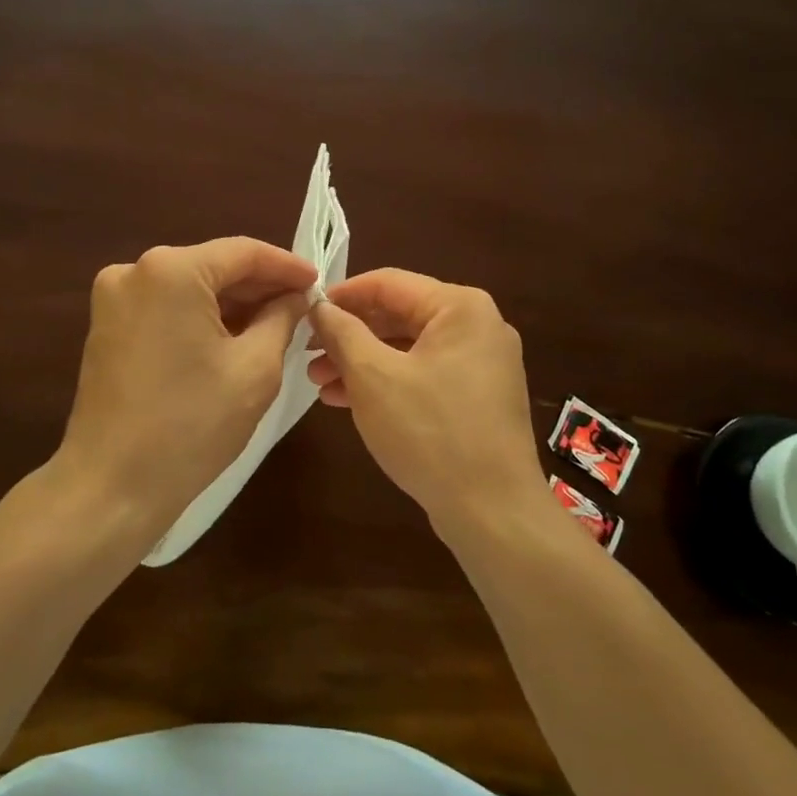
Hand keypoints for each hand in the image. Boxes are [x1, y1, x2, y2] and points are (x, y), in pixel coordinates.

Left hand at [54, 237, 315, 533]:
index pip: (243, 252)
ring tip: (276, 323)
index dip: (286, 266)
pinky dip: (201, 317)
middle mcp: (135, 270)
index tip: (319, 282)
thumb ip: (282, 318)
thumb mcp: (256, 368)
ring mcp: (114, 298)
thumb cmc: (192, 425)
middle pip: (213, 266)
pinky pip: (166, 307)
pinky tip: (234, 337)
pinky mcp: (107, 326)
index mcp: (171, 270)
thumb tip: (295, 297)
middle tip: (302, 306)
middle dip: (259, 286)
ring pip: (190, 287)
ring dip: (232, 303)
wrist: (112, 486)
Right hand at [308, 269, 544, 533]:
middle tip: (307, 354)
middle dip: (349, 336)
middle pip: (399, 315)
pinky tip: (348, 400)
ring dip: (362, 362)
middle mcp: (478, 325)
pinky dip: (388, 382)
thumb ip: (343, 333)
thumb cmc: (430, 433)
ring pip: (409, 348)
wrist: (493, 512)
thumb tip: (319, 306)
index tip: (304, 312)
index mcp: (460, 307)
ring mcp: (482, 363)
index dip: (341, 296)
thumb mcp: (373, 377)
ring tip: (319, 382)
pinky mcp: (478, 397)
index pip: (388, 283)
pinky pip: (424, 374)